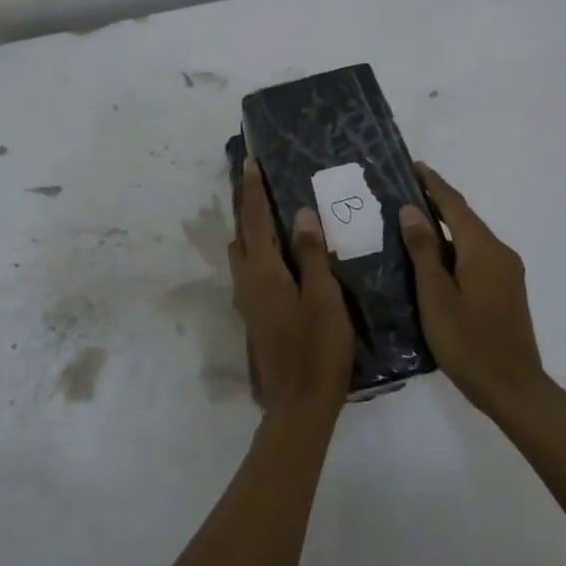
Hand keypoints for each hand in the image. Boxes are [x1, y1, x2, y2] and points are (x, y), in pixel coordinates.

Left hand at [228, 160, 353, 421]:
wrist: (299, 404)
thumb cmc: (318, 348)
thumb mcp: (324, 297)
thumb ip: (312, 254)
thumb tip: (300, 214)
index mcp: (262, 271)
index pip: (253, 219)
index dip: (252, 188)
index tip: (250, 161)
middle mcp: (246, 280)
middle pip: (241, 232)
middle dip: (246, 204)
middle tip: (261, 181)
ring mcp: (247, 300)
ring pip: (243, 252)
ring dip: (251, 228)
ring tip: (272, 210)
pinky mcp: (255, 314)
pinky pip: (251, 269)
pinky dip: (259, 249)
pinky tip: (283, 253)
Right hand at [399, 164, 552, 417]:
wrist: (513, 388)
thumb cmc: (468, 343)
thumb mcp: (436, 296)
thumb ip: (424, 251)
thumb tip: (412, 210)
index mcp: (483, 250)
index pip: (455, 205)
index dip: (433, 184)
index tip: (412, 165)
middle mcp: (500, 253)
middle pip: (465, 218)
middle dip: (436, 202)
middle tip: (402, 192)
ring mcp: (506, 272)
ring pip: (470, 238)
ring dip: (443, 226)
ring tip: (409, 221)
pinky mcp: (505, 289)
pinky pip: (475, 255)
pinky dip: (453, 247)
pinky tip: (432, 257)